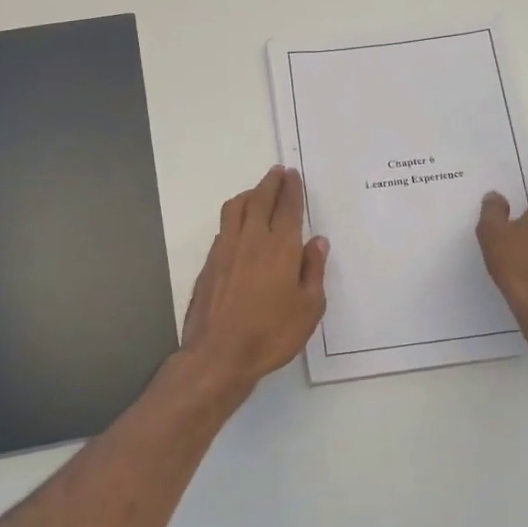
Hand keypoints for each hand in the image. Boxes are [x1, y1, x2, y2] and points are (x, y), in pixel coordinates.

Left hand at [181, 167, 328, 394]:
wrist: (219, 354)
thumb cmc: (272, 334)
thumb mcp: (309, 308)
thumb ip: (313, 271)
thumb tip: (317, 242)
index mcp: (281, 247)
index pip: (288, 208)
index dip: (292, 189)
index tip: (293, 175)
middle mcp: (252, 239)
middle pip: (260, 199)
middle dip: (271, 183)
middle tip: (278, 172)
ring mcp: (226, 249)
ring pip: (236, 208)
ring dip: (249, 194)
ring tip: (257, 191)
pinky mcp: (210, 262)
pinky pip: (224, 226)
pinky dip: (234, 215)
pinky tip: (239, 225)